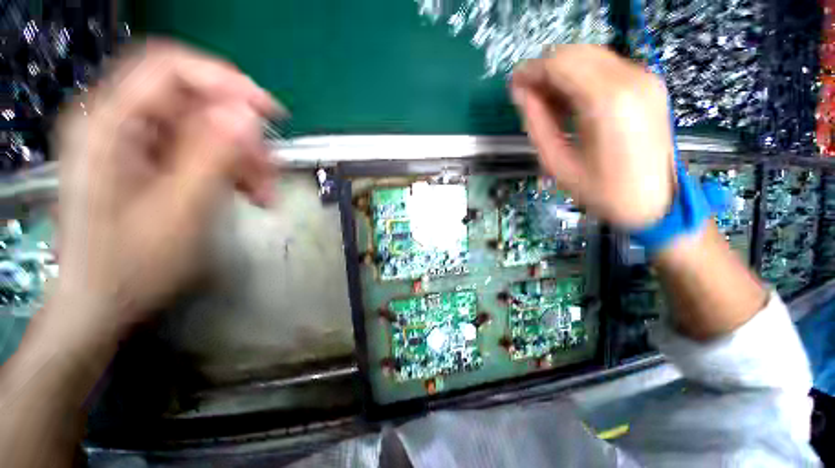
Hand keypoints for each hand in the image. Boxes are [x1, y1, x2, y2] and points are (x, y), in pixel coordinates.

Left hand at [51, 41, 280, 340]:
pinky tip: (250, 192)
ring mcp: (135, 142)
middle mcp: (119, 123)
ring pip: (205, 129)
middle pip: (193, 102)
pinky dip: (231, 168)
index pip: (170, 69)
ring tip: (265, 192)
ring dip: (243, 157)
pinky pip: (202, 150)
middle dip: (241, 134)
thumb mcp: (180, 210)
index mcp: (109, 125)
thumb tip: (247, 115)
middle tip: (271, 169)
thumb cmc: (132, 265)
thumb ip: (211, 155)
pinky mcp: (150, 161)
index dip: (225, 81)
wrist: (103, 301)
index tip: (270, 112)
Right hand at [510, 45, 674, 228]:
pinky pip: (606, 67)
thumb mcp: (557, 163)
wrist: (654, 202)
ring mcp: (644, 79)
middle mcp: (631, 79)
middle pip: (576, 53)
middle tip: (527, 94)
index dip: (531, 71)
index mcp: (607, 102)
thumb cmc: (602, 191)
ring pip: (590, 56)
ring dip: (562, 73)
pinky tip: (569, 101)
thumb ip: (537, 124)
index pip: (560, 65)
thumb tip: (522, 94)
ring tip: (545, 101)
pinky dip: (581, 77)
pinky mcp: (649, 85)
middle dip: (545, 70)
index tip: (513, 85)